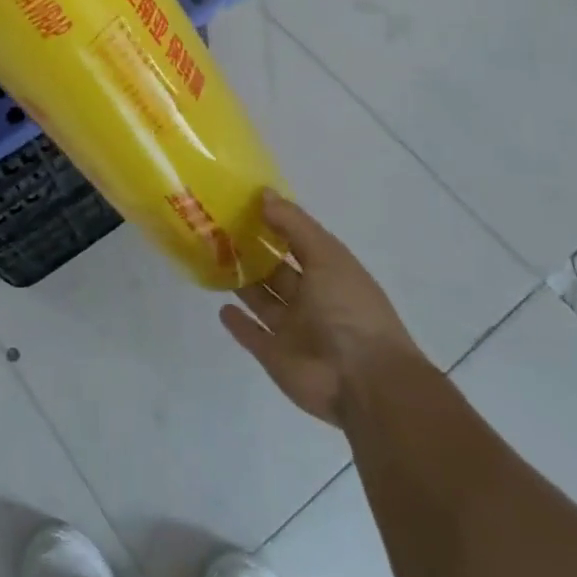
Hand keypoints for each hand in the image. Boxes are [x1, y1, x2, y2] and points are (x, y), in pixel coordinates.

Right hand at [221, 193, 422, 427]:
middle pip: (277, 271)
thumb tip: (263, 194)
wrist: (364, 382)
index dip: (275, 223)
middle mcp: (312, 300)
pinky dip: (238, 323)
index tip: (243, 204)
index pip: (298, 242)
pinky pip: (252, 335)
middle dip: (253, 252)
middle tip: (218, 230)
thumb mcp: (327, 256)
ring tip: (213, 260)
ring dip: (243, 282)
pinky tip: (220, 306)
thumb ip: (294, 225)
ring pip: (263, 300)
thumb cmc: (350, 309)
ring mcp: (293, 330)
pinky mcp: (275, 356)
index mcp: (330, 273)